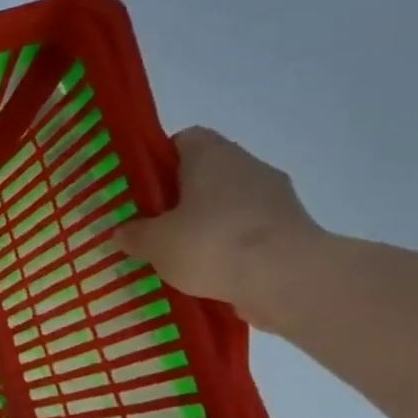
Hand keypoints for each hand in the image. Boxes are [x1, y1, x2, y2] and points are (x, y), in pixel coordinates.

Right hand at [115, 127, 325, 332]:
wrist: (289, 278)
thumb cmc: (211, 243)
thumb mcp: (154, 242)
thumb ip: (134, 234)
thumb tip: (124, 231)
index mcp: (211, 155)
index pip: (184, 140)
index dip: (160, 160)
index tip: (143, 188)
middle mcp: (247, 165)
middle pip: (207, 171)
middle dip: (182, 196)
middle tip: (154, 224)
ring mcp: (276, 195)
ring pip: (230, 201)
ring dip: (208, 221)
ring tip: (181, 253)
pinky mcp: (293, 226)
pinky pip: (250, 228)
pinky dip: (231, 243)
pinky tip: (212, 269)